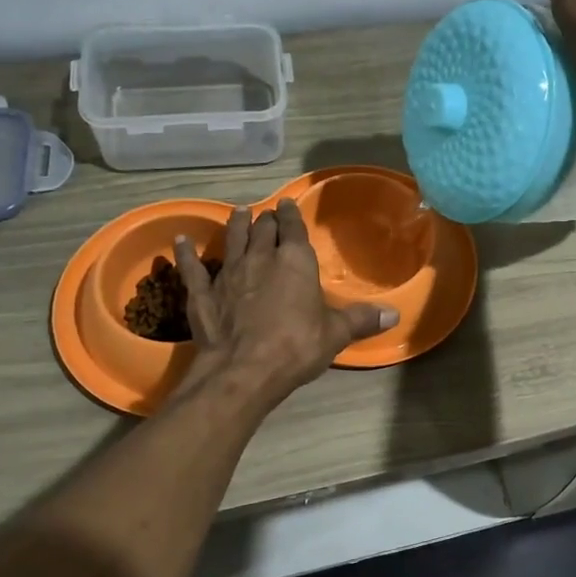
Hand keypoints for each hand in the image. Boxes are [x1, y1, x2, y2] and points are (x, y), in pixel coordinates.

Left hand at [173, 200, 396, 406]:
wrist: (244, 370)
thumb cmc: (296, 347)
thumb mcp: (335, 334)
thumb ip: (361, 320)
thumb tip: (395, 314)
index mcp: (295, 261)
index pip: (293, 229)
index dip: (291, 216)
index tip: (288, 206)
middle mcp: (261, 258)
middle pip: (262, 230)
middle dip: (266, 220)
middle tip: (267, 215)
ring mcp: (228, 273)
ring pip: (231, 240)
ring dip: (235, 225)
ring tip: (237, 213)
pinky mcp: (202, 293)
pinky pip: (193, 268)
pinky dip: (187, 254)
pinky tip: (180, 241)